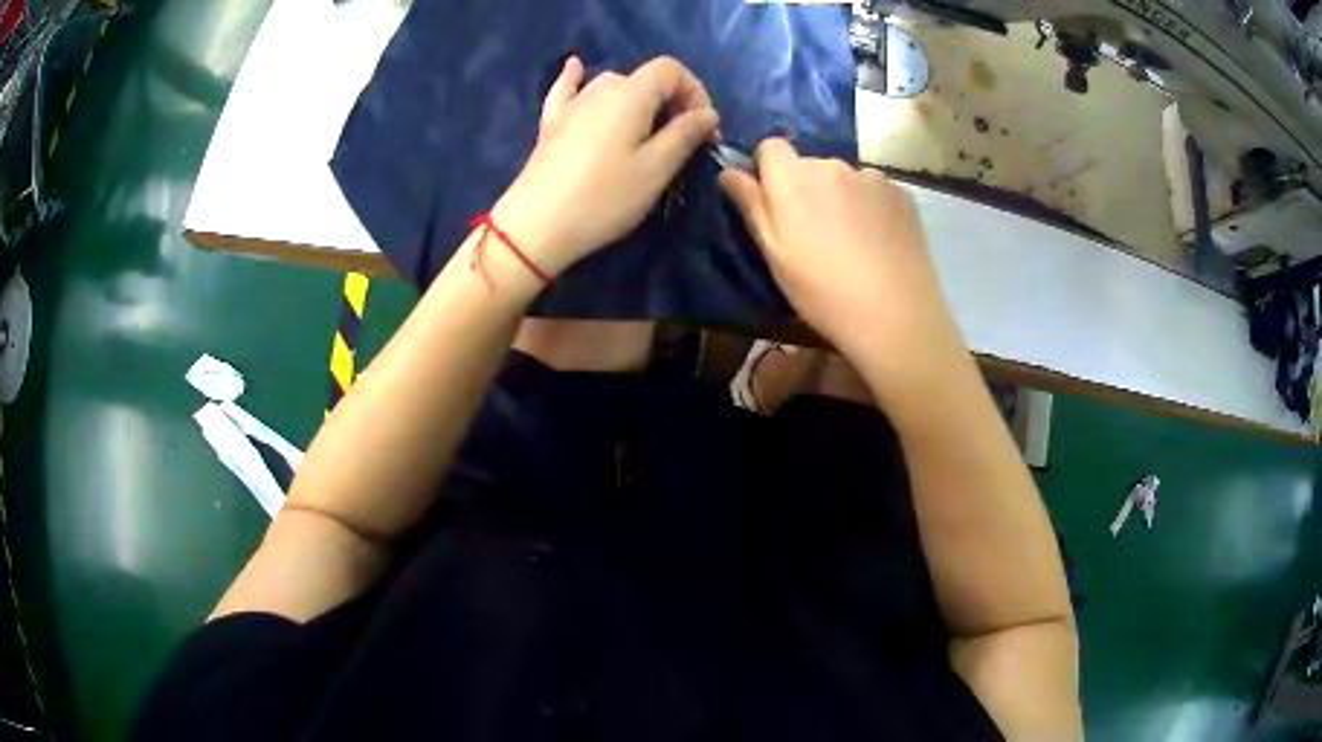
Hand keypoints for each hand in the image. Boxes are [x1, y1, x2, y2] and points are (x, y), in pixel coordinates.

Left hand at [492, 56, 719, 274]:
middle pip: (643, 79)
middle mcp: (600, 89)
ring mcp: (570, 105)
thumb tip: (708, 113)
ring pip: (612, 85)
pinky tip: (576, 67)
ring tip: (647, 130)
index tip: (704, 129)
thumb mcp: (656, 169)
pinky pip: (567, 90)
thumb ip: (685, 135)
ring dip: (637, 100)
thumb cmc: (604, 198)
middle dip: (671, 102)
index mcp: (630, 95)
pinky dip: (577, 78)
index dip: (694, 91)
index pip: (670, 70)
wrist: (536, 226)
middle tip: (683, 141)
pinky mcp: (551, 124)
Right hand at [719, 139, 960, 359]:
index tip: (773, 202)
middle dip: (806, 187)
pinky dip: (871, 207)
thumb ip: (750, 205)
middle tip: (814, 232)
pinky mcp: (901, 193)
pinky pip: (875, 191)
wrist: (895, 314)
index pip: (770, 147)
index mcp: (792, 178)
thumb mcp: (774, 254)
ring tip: (851, 240)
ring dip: (841, 197)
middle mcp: (831, 165)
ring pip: (844, 178)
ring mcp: (871, 177)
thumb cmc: (822, 290)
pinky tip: (878, 242)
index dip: (768, 170)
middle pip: (809, 164)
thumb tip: (729, 172)